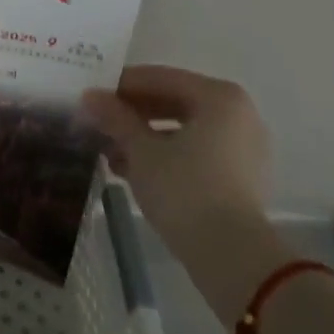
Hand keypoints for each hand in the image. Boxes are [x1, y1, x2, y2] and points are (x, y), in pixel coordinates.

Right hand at [80, 65, 272, 259]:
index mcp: (219, 97)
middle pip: (173, 101)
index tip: (91, 95)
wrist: (231, 255)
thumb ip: (115, 117)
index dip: (121, 86)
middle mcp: (238, 114)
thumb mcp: (140, 150)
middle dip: (132, 113)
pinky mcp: (240, 177)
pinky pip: (195, 152)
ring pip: (182, 129)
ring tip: (109, 151)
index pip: (159, 78)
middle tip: (97, 122)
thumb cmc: (184, 188)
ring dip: (144, 137)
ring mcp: (243, 147)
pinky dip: (165, 155)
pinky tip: (131, 170)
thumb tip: (90, 96)